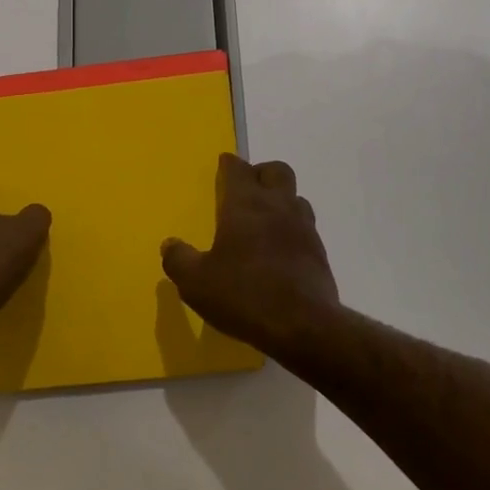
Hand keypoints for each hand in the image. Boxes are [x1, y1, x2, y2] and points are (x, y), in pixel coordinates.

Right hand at [160, 154, 339, 356]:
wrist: (304, 325)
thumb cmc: (244, 295)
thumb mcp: (196, 283)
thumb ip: (179, 260)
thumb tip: (170, 244)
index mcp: (245, 204)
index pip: (238, 169)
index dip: (229, 164)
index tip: (224, 165)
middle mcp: (277, 206)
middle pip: (276, 171)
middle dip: (261, 173)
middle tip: (246, 190)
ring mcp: (303, 227)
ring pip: (295, 197)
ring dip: (280, 200)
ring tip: (265, 220)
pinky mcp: (319, 251)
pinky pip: (306, 226)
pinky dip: (292, 229)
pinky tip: (281, 249)